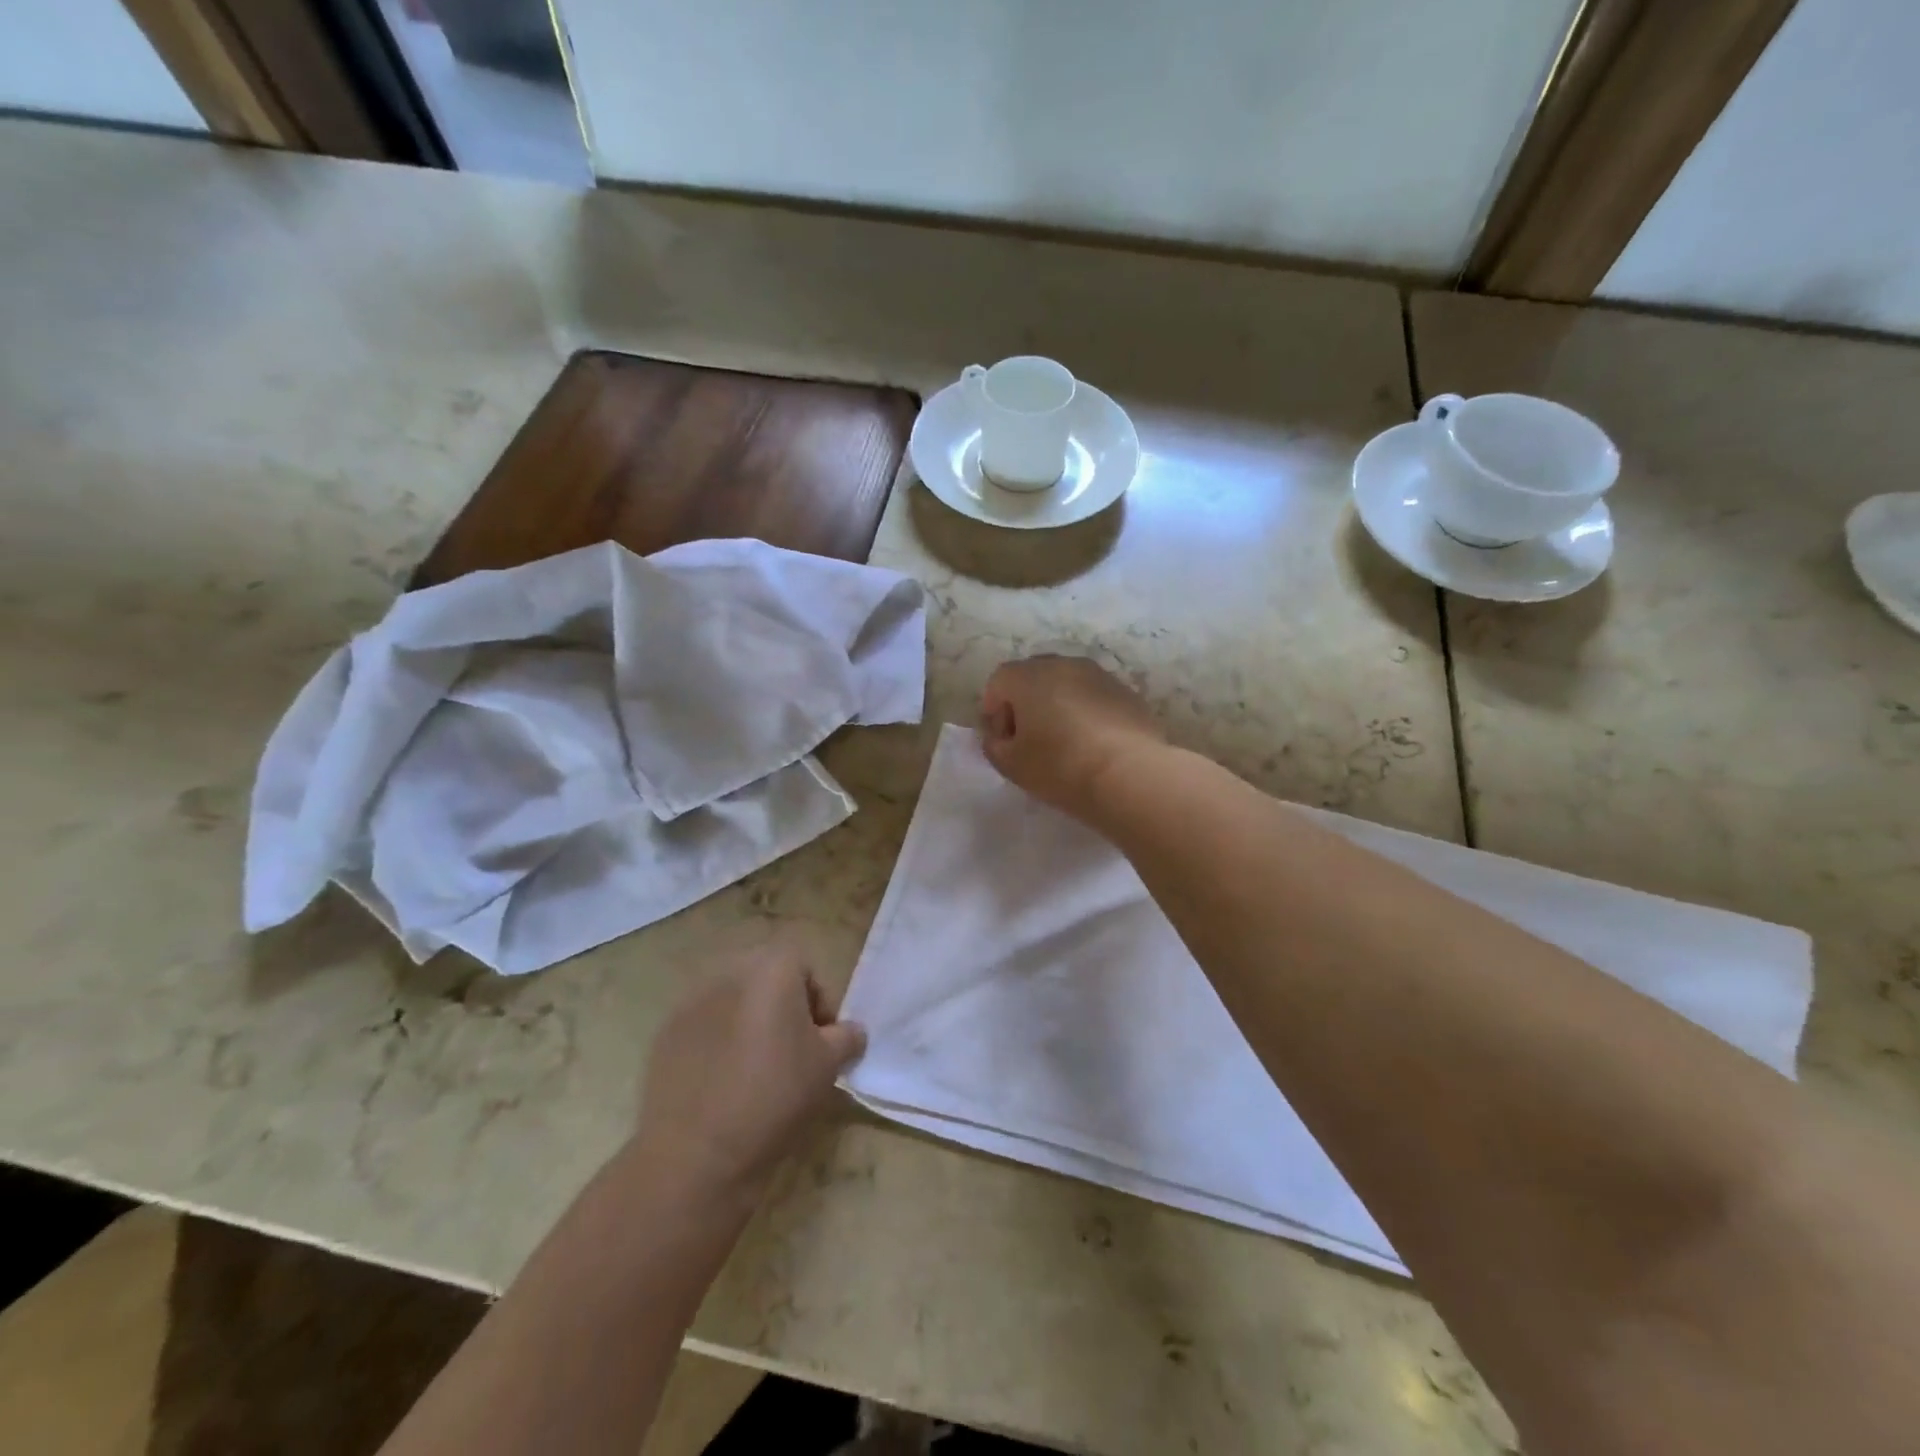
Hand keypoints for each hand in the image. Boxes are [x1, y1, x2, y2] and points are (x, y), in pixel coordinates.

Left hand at [631, 947, 865, 1200]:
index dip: (820, 1003)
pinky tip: (722, 1083)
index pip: (806, 968)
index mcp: (771, 968)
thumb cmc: (774, 1096)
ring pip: (734, 1001)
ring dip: (749, 1023)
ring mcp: (691, 1001)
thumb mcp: (829, 1066)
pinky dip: (717, 1043)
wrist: (696, 1153)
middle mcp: (729, 972)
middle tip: (792, 1053)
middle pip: (767, 978)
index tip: (822, 1043)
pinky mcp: (665, 1033)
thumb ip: (848, 1036)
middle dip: (784, 1007)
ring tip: (756, 1070)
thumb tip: (849, 1032)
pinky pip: (704, 1026)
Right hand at [980, 655, 1166, 819]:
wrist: (1130, 774)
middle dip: (1025, 703)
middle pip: (1033, 676)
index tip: (1003, 741)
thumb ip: (994, 746)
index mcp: (1028, 676)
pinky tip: (1092, 743)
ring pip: (1066, 683)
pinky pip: (1094, 696)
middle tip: (1029, 739)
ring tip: (1063, 741)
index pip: (998, 682)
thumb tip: (1000, 737)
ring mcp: (1099, 675)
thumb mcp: (1012, 765)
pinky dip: (1086, 712)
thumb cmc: (1060, 766)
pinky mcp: (1127, 691)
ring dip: (1057, 705)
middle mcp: (1063, 664)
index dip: (994, 711)